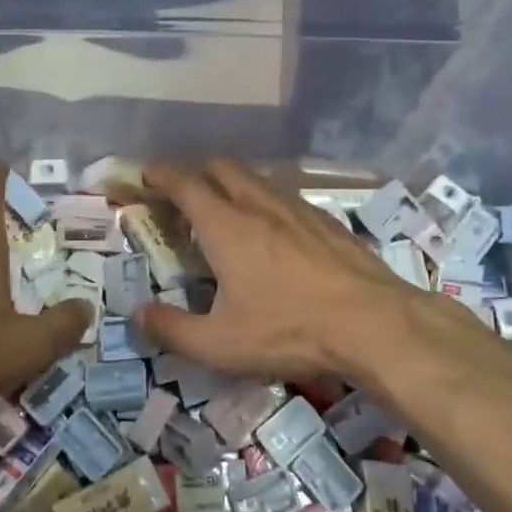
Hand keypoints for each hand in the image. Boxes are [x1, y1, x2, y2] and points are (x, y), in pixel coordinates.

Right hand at [135, 160, 426, 384]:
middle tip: (185, 195)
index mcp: (226, 226)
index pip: (185, 184)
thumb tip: (137, 315)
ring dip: (234, 183)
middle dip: (197, 172)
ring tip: (229, 210)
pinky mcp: (327, 220)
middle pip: (222, 167)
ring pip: (257, 178)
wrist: (374, 324)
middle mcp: (259, 204)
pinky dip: (267, 200)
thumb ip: (172, 330)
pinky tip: (276, 229)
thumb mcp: (220, 344)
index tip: (147, 174)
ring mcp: (297, 208)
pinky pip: (286, 195)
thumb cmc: (290, 330)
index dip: (161, 174)